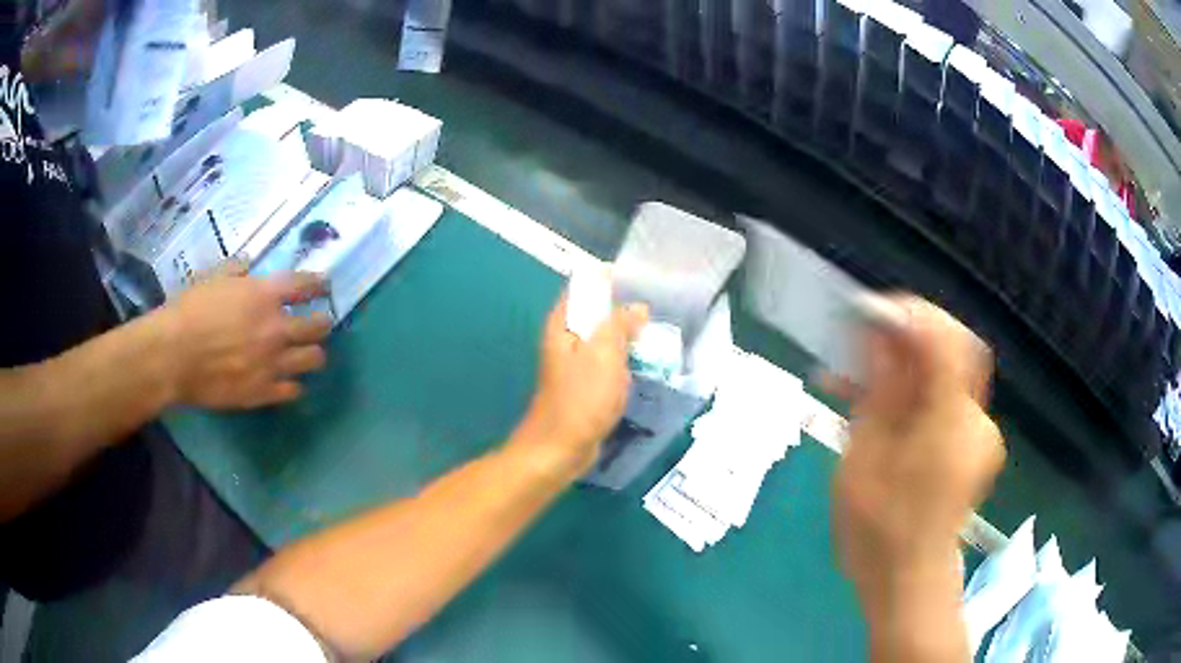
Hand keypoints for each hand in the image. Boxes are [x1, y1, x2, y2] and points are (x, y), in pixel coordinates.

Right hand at [157, 266, 332, 409]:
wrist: (173, 356)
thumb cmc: (189, 311)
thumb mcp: (213, 278)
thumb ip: (237, 271)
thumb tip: (249, 266)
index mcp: (265, 295)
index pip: (306, 286)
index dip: (319, 285)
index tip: (324, 287)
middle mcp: (276, 328)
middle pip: (318, 327)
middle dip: (322, 322)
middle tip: (318, 323)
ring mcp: (272, 363)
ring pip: (314, 360)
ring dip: (312, 354)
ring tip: (306, 353)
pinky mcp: (263, 392)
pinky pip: (293, 391)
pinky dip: (293, 385)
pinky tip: (287, 381)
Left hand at [512, 294, 647, 478]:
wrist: (560, 448)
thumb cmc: (582, 397)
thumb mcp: (605, 353)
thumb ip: (620, 323)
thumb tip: (637, 308)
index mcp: (563, 324)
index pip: (584, 287)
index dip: (610, 281)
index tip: (640, 285)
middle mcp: (565, 339)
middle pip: (596, 314)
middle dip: (624, 313)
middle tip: (654, 316)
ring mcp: (574, 363)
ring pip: (604, 340)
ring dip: (627, 339)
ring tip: (656, 338)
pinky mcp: (584, 385)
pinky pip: (606, 364)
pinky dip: (623, 362)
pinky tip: (643, 366)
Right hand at [831, 296, 1003, 600]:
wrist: (908, 582)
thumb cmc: (877, 532)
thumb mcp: (865, 459)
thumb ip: (880, 392)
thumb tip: (880, 335)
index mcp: (951, 424)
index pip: (946, 340)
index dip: (910, 315)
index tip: (869, 315)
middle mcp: (977, 420)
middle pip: (950, 352)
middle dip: (904, 342)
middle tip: (859, 354)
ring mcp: (980, 433)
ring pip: (946, 376)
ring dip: (906, 370)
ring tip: (858, 386)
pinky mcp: (973, 444)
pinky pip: (947, 400)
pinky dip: (917, 394)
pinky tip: (885, 412)